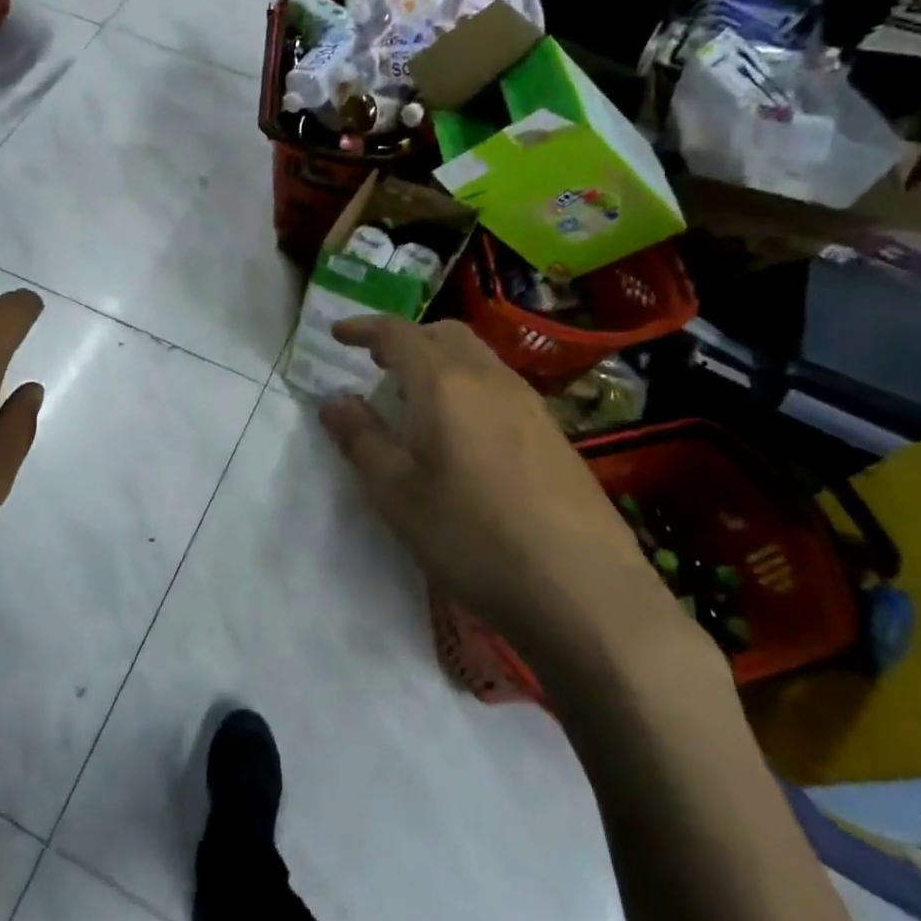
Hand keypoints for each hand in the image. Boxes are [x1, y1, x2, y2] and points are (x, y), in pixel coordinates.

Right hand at [318, 317, 702, 689]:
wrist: (586, 592)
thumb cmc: (474, 538)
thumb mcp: (398, 494)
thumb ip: (361, 439)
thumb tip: (334, 401)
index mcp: (446, 384)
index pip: (398, 334)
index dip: (364, 329)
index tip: (338, 334)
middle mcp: (490, 380)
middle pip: (444, 334)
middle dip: (406, 339)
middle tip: (377, 364)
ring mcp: (530, 405)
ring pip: (477, 358)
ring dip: (439, 361)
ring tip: (415, 399)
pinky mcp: (554, 434)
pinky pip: (499, 387)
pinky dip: (468, 387)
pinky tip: (462, 434)